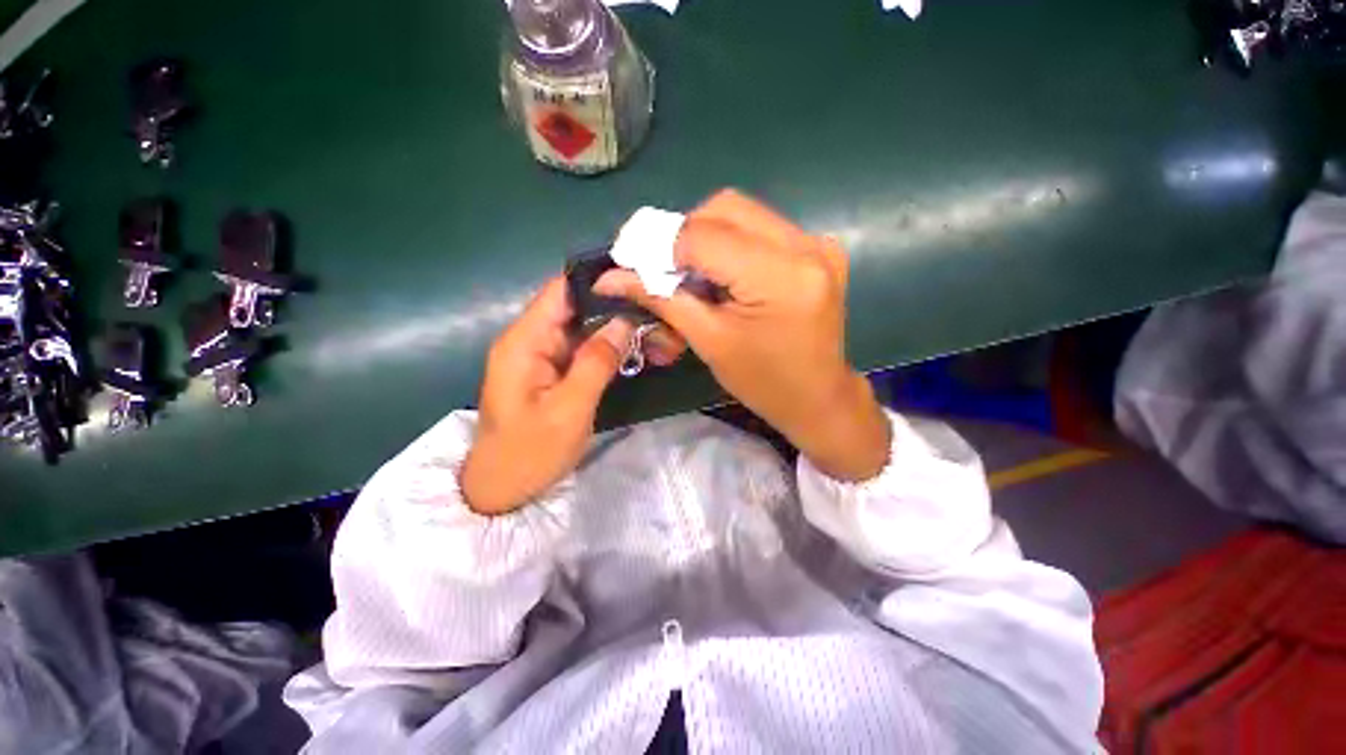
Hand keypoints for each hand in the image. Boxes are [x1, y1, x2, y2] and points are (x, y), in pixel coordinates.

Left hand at [460, 277, 638, 515]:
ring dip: (612, 325)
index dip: (596, 280)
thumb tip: (625, 320)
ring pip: (580, 326)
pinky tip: (631, 345)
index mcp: (524, 341)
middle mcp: (529, 339)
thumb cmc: (530, 453)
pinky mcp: (549, 371)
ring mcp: (539, 355)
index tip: (636, 280)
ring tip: (650, 322)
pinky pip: (579, 348)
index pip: (560, 291)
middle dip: (612, 304)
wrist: (501, 490)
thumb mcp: (569, 409)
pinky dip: (604, 345)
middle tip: (654, 306)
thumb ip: (597, 361)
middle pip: (573, 306)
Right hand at [595, 190, 890, 481]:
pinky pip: (763, 228)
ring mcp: (818, 243)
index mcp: (780, 276)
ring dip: (706, 235)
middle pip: (725, 208)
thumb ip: (662, 300)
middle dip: (683, 234)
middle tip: (662, 267)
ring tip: (691, 273)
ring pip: (743, 213)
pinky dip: (732, 242)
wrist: (818, 397)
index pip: (703, 236)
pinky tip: (724, 273)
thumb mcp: (709, 342)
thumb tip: (612, 277)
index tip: (629, 260)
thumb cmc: (763, 382)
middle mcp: (805, 246)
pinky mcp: (819, 249)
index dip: (659, 244)